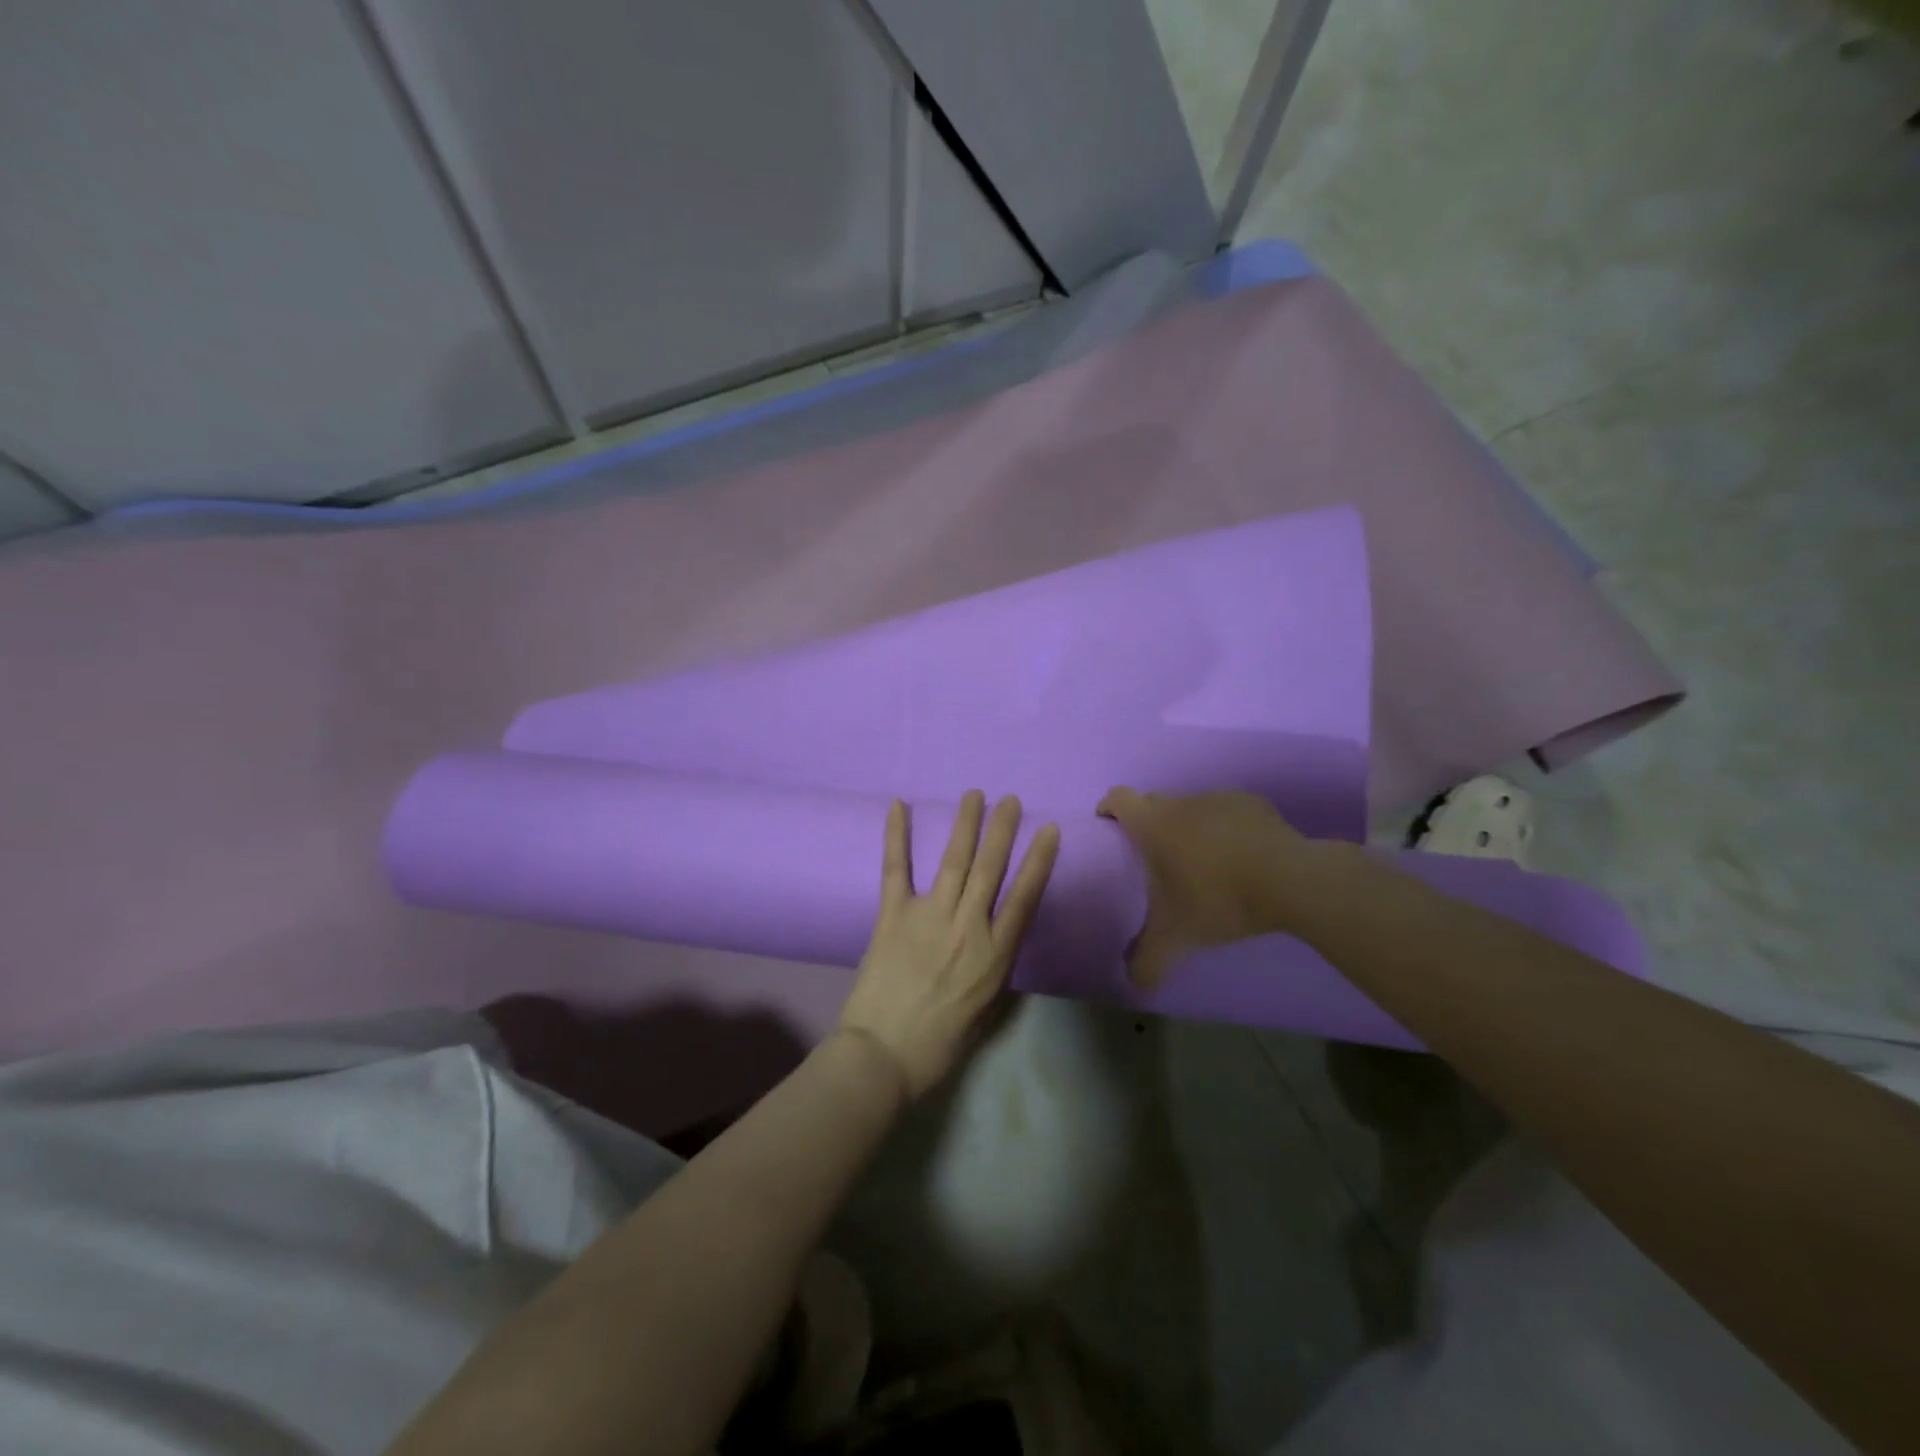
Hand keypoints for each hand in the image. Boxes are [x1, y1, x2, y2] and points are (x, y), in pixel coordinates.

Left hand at [839, 791, 1059, 1098]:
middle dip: (1003, 831)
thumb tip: (996, 942)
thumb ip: (993, 970)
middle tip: (1011, 800)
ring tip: (975, 796)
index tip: (1049, 830)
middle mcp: (967, 926)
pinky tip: (899, 805)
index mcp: (994, 955)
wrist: (883, 1056)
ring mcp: (929, 916)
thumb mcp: (985, 1010)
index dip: (1039, 860)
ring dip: (965, 825)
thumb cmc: (939, 1043)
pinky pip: (896, 869)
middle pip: (990, 869)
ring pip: (954, 861)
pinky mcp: (893, 915)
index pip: (1024, 896)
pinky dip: (896, 836)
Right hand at [1096, 787, 1329, 988]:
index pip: (1118, 798)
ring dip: (1189, 826)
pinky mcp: (1253, 803)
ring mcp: (1219, 798)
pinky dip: (1225, 828)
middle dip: (1149, 822)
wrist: (1290, 881)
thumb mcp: (1177, 939)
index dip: (1109, 808)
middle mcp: (1182, 803)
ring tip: (1202, 861)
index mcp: (1153, 825)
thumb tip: (1133, 982)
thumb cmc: (1219, 900)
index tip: (1109, 825)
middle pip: (1153, 802)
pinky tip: (1239, 856)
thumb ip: (1147, 961)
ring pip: (1192, 806)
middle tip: (1155, 856)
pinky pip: (1227, 812)